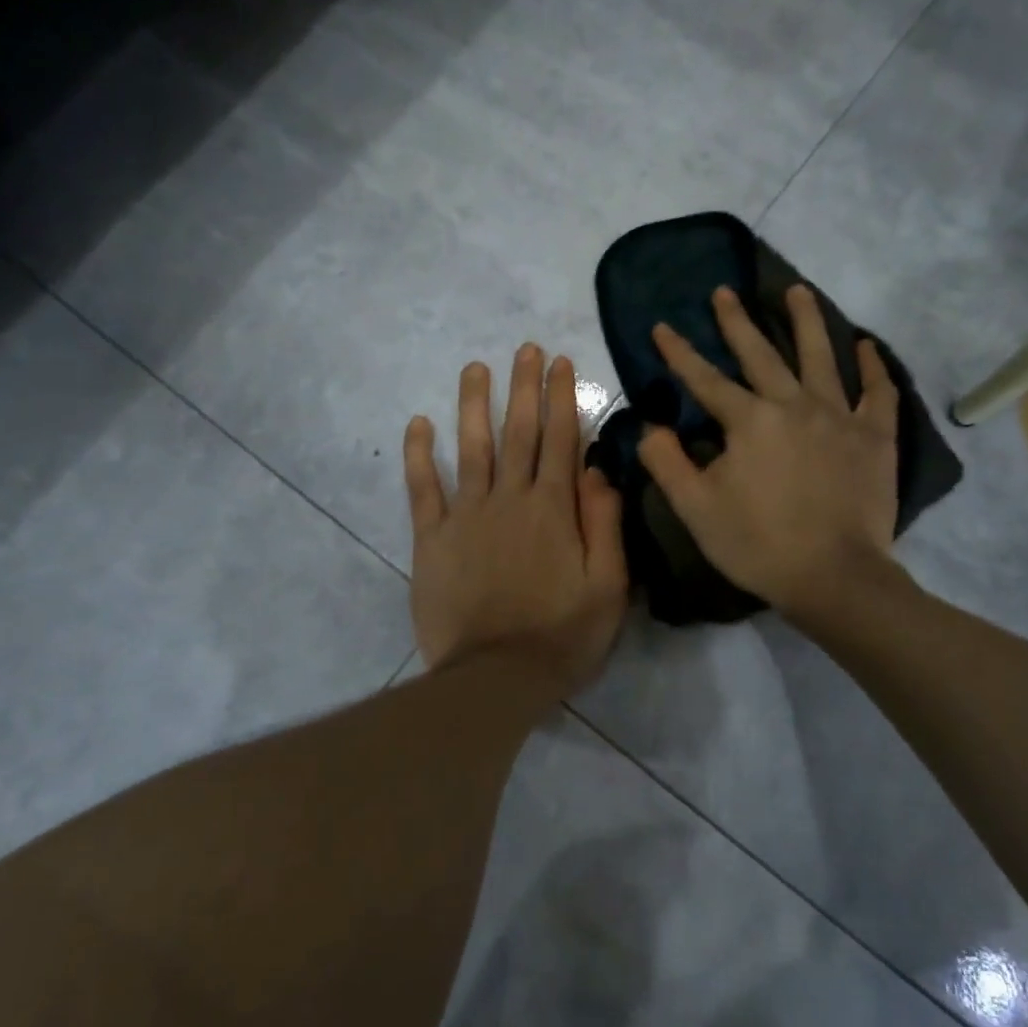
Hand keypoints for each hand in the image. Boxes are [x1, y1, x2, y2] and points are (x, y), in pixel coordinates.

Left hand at [404, 345, 628, 696]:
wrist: (495, 678)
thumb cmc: (562, 636)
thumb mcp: (608, 586)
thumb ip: (605, 524)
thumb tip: (597, 469)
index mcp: (553, 509)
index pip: (560, 440)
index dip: (561, 398)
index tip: (560, 362)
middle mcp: (509, 499)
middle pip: (518, 433)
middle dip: (523, 387)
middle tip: (525, 349)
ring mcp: (466, 516)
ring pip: (471, 448)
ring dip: (473, 404)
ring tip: (475, 367)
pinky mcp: (431, 539)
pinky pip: (423, 489)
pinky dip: (420, 455)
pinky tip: (419, 423)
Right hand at [637, 285, 902, 622]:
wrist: (834, 577)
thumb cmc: (758, 544)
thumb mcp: (695, 508)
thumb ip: (666, 463)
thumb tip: (649, 427)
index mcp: (749, 421)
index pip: (705, 380)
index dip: (679, 353)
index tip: (662, 326)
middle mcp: (794, 405)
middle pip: (761, 354)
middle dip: (737, 322)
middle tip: (724, 292)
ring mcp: (839, 417)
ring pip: (822, 356)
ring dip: (806, 321)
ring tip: (796, 290)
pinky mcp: (875, 437)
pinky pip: (877, 392)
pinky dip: (874, 366)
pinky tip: (867, 345)